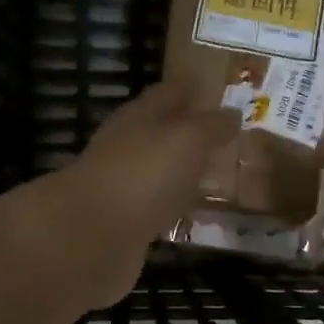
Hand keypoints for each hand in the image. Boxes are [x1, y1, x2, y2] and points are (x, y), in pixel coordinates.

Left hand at [50, 82, 240, 306]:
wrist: (91, 236)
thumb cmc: (143, 174)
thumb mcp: (187, 139)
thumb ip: (210, 126)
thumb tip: (232, 113)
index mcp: (140, 116)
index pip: (168, 92)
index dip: (191, 88)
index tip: (215, 88)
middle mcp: (127, 145)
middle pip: (161, 131)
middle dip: (189, 131)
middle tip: (226, 135)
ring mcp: (123, 185)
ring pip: (159, 170)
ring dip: (182, 170)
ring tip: (216, 173)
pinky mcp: (124, 222)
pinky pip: (156, 206)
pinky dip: (174, 206)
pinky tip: (192, 213)